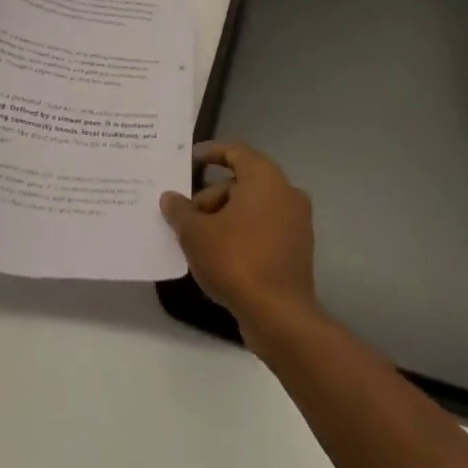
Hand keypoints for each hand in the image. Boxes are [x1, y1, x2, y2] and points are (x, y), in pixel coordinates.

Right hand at [160, 142, 316, 338]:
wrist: (279, 315)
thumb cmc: (236, 260)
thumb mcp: (196, 233)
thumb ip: (180, 210)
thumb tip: (170, 197)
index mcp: (264, 178)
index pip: (235, 152)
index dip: (210, 153)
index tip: (189, 160)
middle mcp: (286, 192)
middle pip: (242, 183)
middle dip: (211, 196)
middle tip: (185, 215)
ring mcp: (296, 222)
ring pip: (253, 208)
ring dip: (225, 216)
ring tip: (198, 239)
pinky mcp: (297, 250)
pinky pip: (264, 229)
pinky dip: (242, 233)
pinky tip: (220, 255)